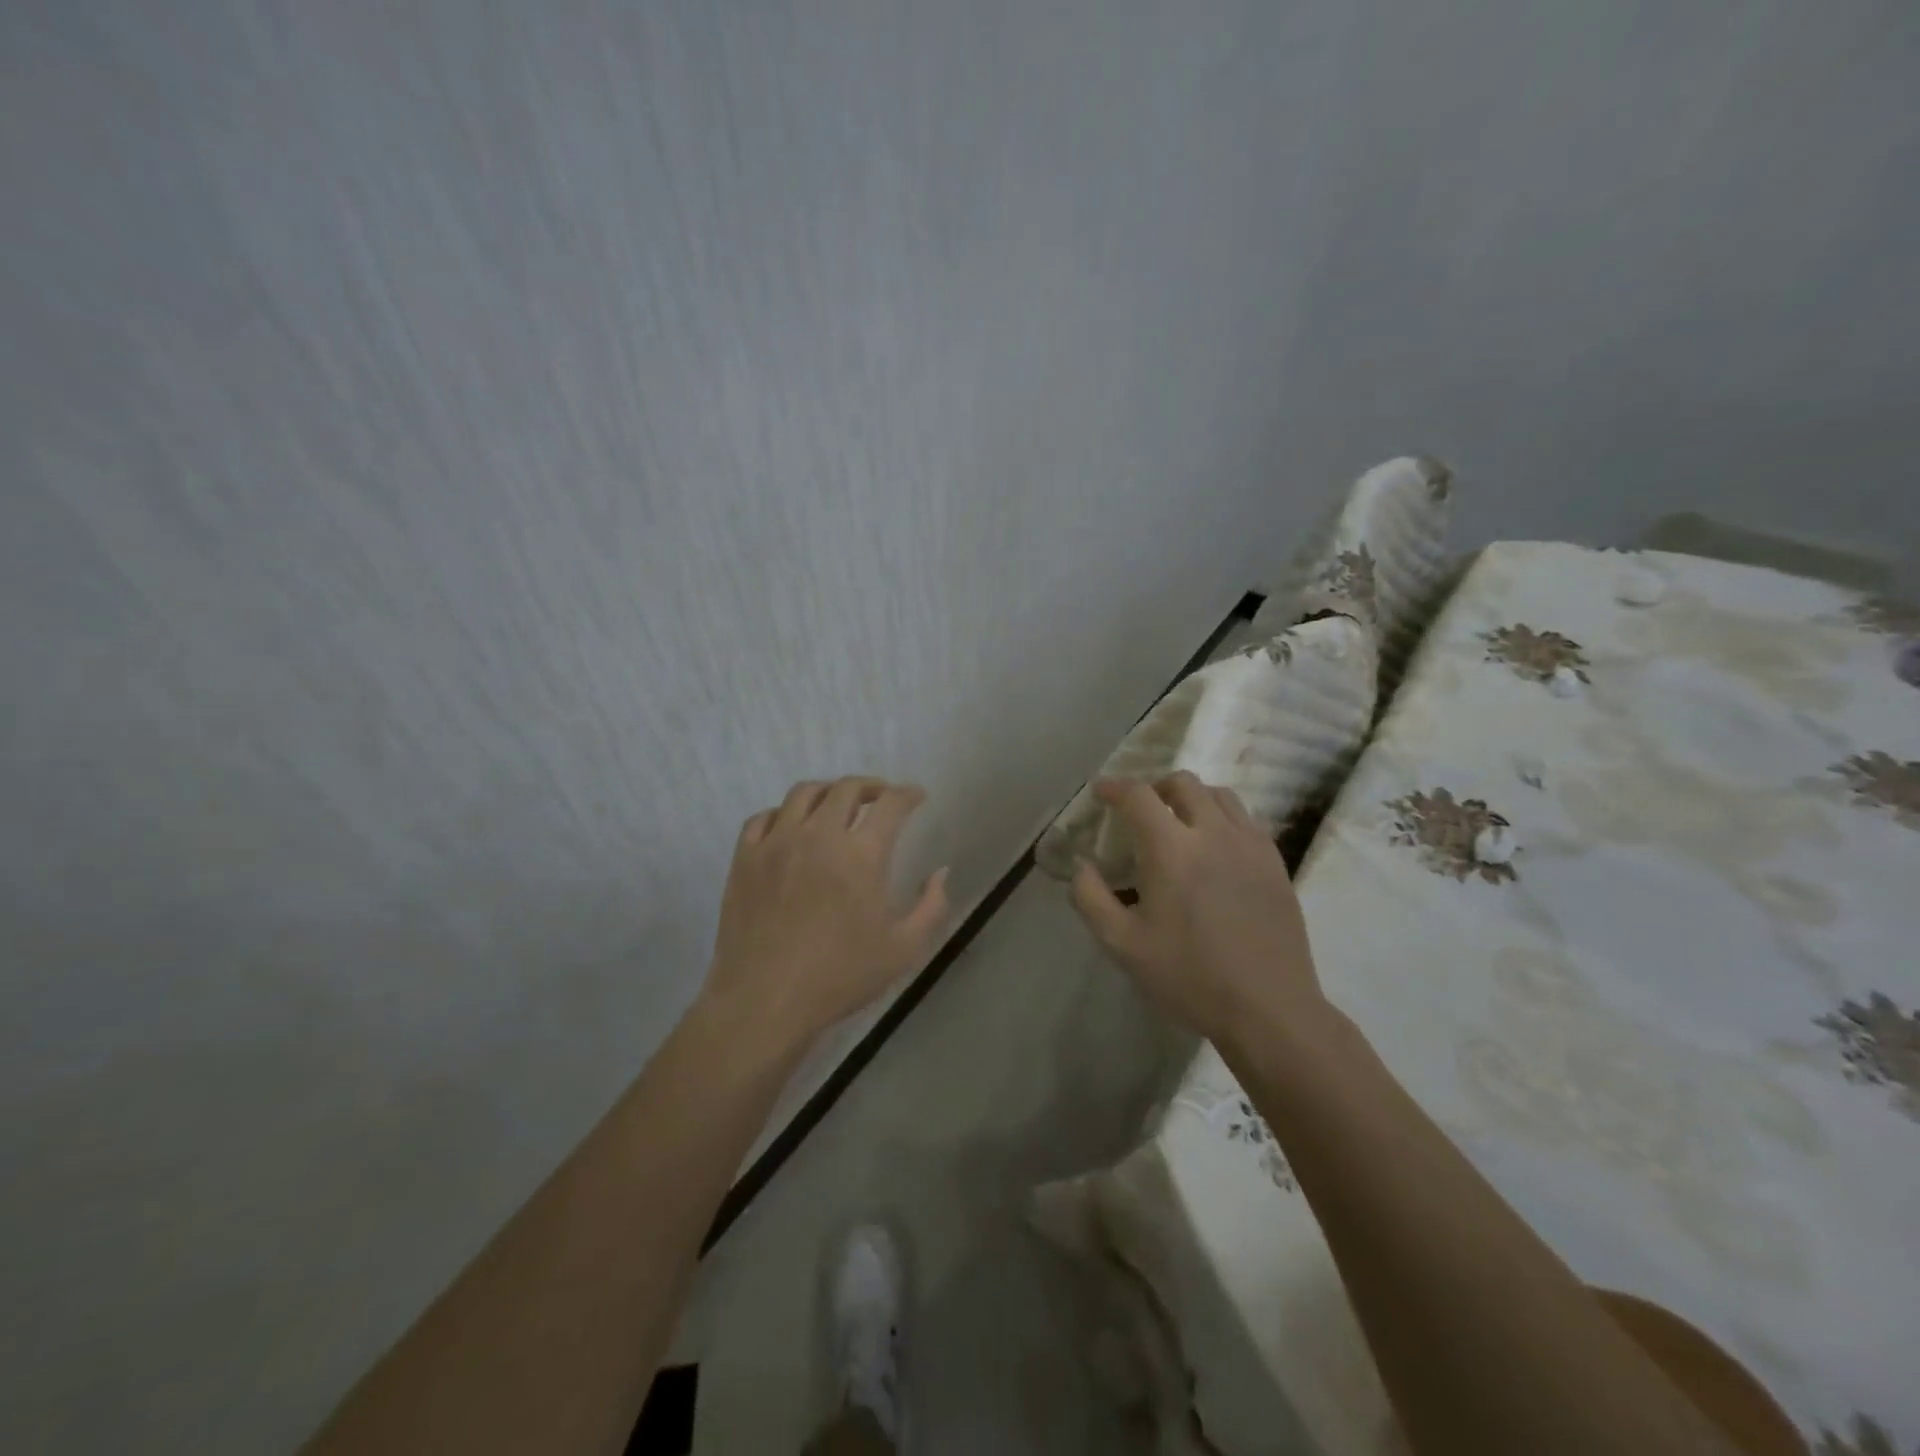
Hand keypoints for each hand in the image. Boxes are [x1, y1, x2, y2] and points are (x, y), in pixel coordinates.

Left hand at [701, 777, 949, 1055]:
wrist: (764, 1001)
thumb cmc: (839, 977)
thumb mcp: (904, 949)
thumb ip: (931, 906)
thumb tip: (941, 872)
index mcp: (861, 855)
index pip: (891, 804)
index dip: (908, 794)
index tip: (916, 796)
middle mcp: (818, 836)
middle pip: (847, 788)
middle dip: (871, 787)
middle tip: (881, 798)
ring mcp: (776, 843)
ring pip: (803, 793)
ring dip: (828, 792)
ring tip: (837, 806)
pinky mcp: (745, 858)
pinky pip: (763, 818)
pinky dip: (784, 814)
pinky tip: (791, 828)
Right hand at [1069, 772, 1328, 1050]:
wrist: (1269, 1008)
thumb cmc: (1190, 976)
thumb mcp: (1122, 945)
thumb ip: (1091, 898)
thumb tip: (1082, 866)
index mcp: (1171, 849)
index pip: (1138, 796)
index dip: (1114, 787)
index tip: (1101, 793)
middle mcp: (1213, 833)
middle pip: (1182, 783)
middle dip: (1154, 787)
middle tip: (1140, 811)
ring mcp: (1250, 845)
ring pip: (1218, 795)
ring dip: (1191, 797)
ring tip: (1179, 823)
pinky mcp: (1275, 862)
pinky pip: (1245, 819)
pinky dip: (1221, 817)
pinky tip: (1215, 847)